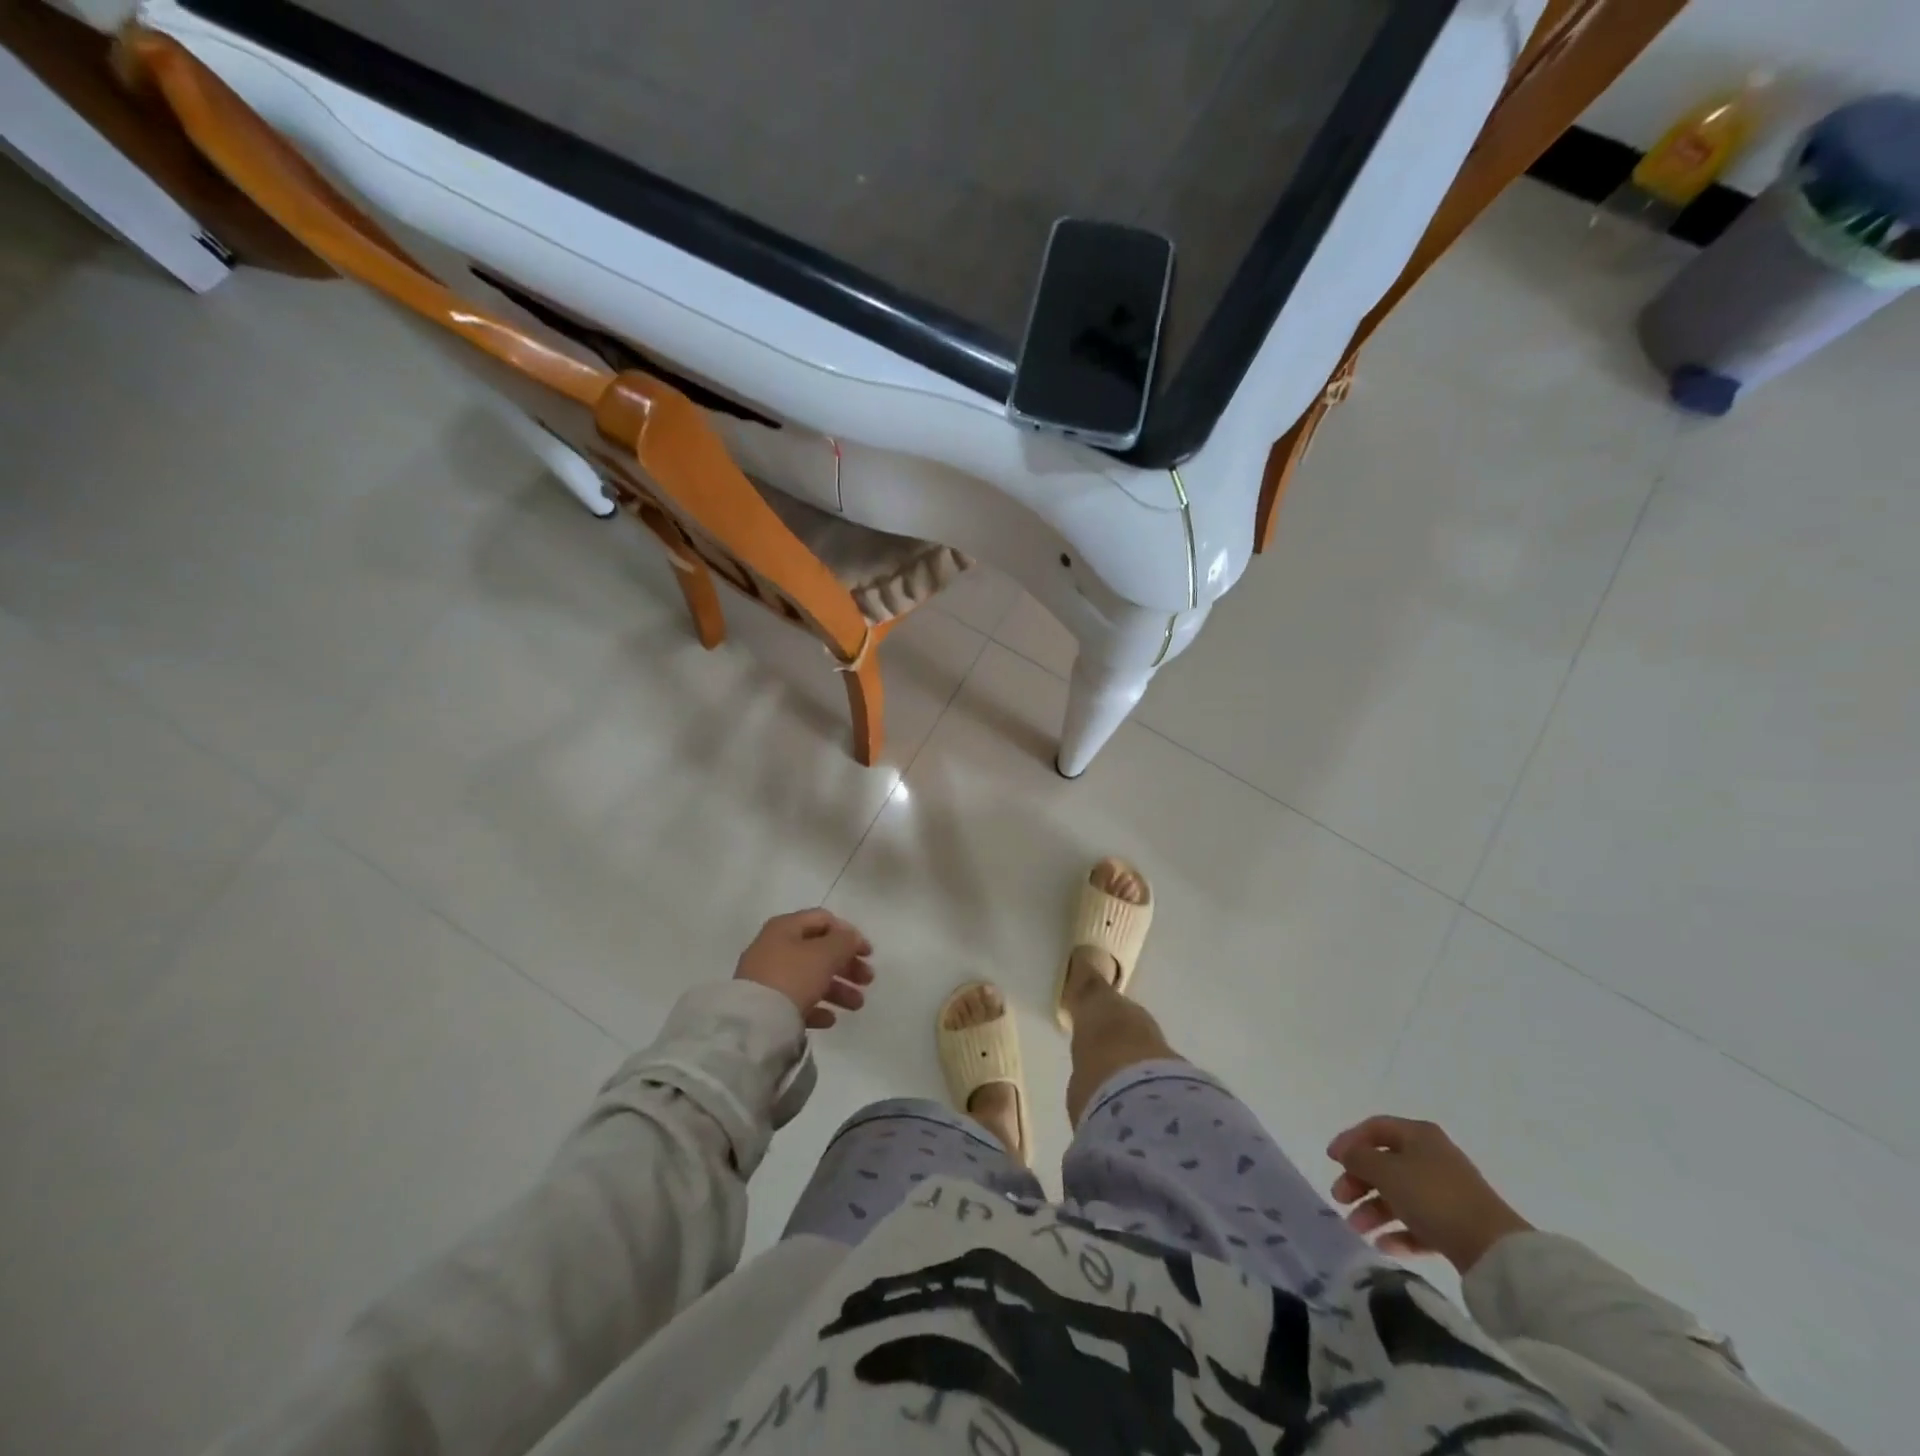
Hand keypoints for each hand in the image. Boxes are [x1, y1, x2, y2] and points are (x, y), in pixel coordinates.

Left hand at [734, 909, 874, 1029]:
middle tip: (868, 980)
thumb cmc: (793, 977)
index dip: (849, 933)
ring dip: (838, 989)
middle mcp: (774, 947)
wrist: (753, 1023)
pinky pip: (797, 1002)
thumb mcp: (826, 953)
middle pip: (818, 951)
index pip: (823, 920)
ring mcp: (768, 978)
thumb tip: (852, 938)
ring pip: (810, 977)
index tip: (868, 953)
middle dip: (847, 965)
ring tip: (857, 1005)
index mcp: (786, 927)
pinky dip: (817, 1007)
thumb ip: (845, 941)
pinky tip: (830, 1020)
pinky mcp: (765, 1006)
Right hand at [1327, 1116, 1532, 1271]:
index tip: (1331, 1160)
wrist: (1493, 1249)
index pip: (1375, 1128)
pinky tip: (1383, 1245)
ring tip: (1357, 1228)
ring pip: (1399, 1195)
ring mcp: (1446, 1193)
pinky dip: (1398, 1231)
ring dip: (1374, 1209)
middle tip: (1340, 1199)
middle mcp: (1432, 1157)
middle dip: (1359, 1181)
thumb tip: (1347, 1153)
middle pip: (1385, 1163)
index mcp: (1418, 1135)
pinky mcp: (1455, 1225)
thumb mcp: (1386, 1171)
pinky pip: (1418, 1222)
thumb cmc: (1433, 1197)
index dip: (1349, 1140)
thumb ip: (1359, 1158)